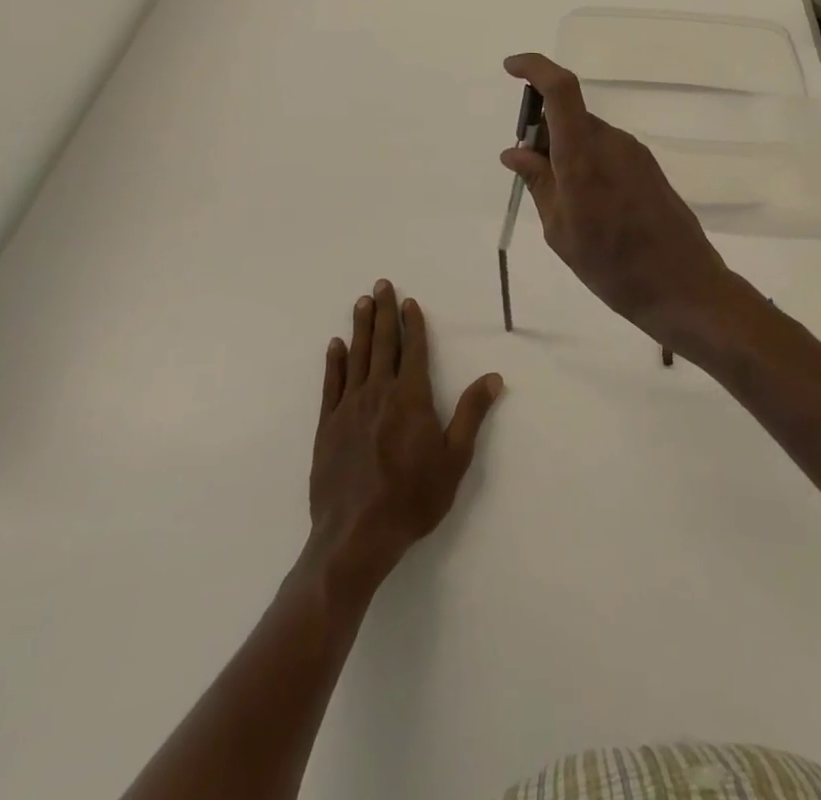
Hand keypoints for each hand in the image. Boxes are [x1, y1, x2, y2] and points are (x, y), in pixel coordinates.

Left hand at [308, 280, 503, 589]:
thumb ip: (471, 414)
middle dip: (383, 312)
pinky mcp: (327, 426)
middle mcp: (379, 393)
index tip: (409, 301)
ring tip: (361, 302)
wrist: (356, 536)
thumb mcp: (454, 459)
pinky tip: (335, 346)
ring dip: (360, 327)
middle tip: (381, 284)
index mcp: (411, 398)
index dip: (413, 324)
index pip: (414, 350)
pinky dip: (334, 362)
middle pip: (382, 344)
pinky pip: (331, 384)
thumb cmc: (412, 498)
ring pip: (357, 357)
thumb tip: (493, 377)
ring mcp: (349, 408)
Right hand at [500, 53, 745, 358]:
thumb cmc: (613, 266)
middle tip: (530, 173)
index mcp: (584, 156)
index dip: (535, 68)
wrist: (684, 287)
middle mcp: (612, 142)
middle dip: (543, 131)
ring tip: (562, 203)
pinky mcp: (649, 167)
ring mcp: (635, 153)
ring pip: (588, 134)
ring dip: (566, 150)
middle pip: (569, 115)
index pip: (560, 90)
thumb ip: (538, 184)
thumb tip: (515, 151)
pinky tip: (590, 206)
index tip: (511, 70)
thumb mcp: (561, 231)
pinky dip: (587, 162)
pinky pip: (607, 150)